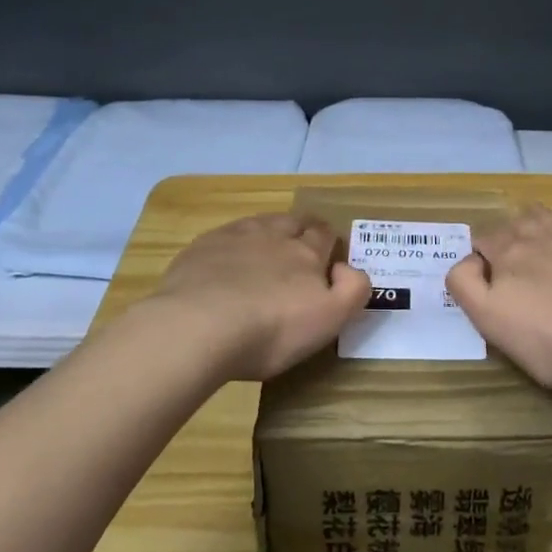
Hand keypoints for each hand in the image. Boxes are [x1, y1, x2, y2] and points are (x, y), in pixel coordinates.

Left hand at [140, 214, 371, 380]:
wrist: (199, 326)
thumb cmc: (272, 330)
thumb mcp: (329, 319)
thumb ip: (352, 290)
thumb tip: (347, 268)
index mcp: (307, 253)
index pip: (324, 235)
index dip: (329, 240)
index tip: (329, 254)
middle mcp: (274, 236)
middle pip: (294, 221)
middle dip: (302, 228)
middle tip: (301, 245)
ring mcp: (235, 238)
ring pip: (260, 222)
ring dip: (269, 230)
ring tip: (267, 246)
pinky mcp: (201, 248)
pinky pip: (225, 235)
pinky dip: (233, 242)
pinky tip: (227, 260)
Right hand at [446, 205, 551, 395]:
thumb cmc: (547, 340)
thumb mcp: (488, 319)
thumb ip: (464, 283)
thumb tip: (468, 260)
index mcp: (509, 250)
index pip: (483, 238)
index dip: (479, 257)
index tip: (485, 282)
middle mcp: (542, 234)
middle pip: (518, 221)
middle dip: (509, 237)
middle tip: (513, 269)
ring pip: (551, 219)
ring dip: (541, 230)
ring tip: (543, 256)